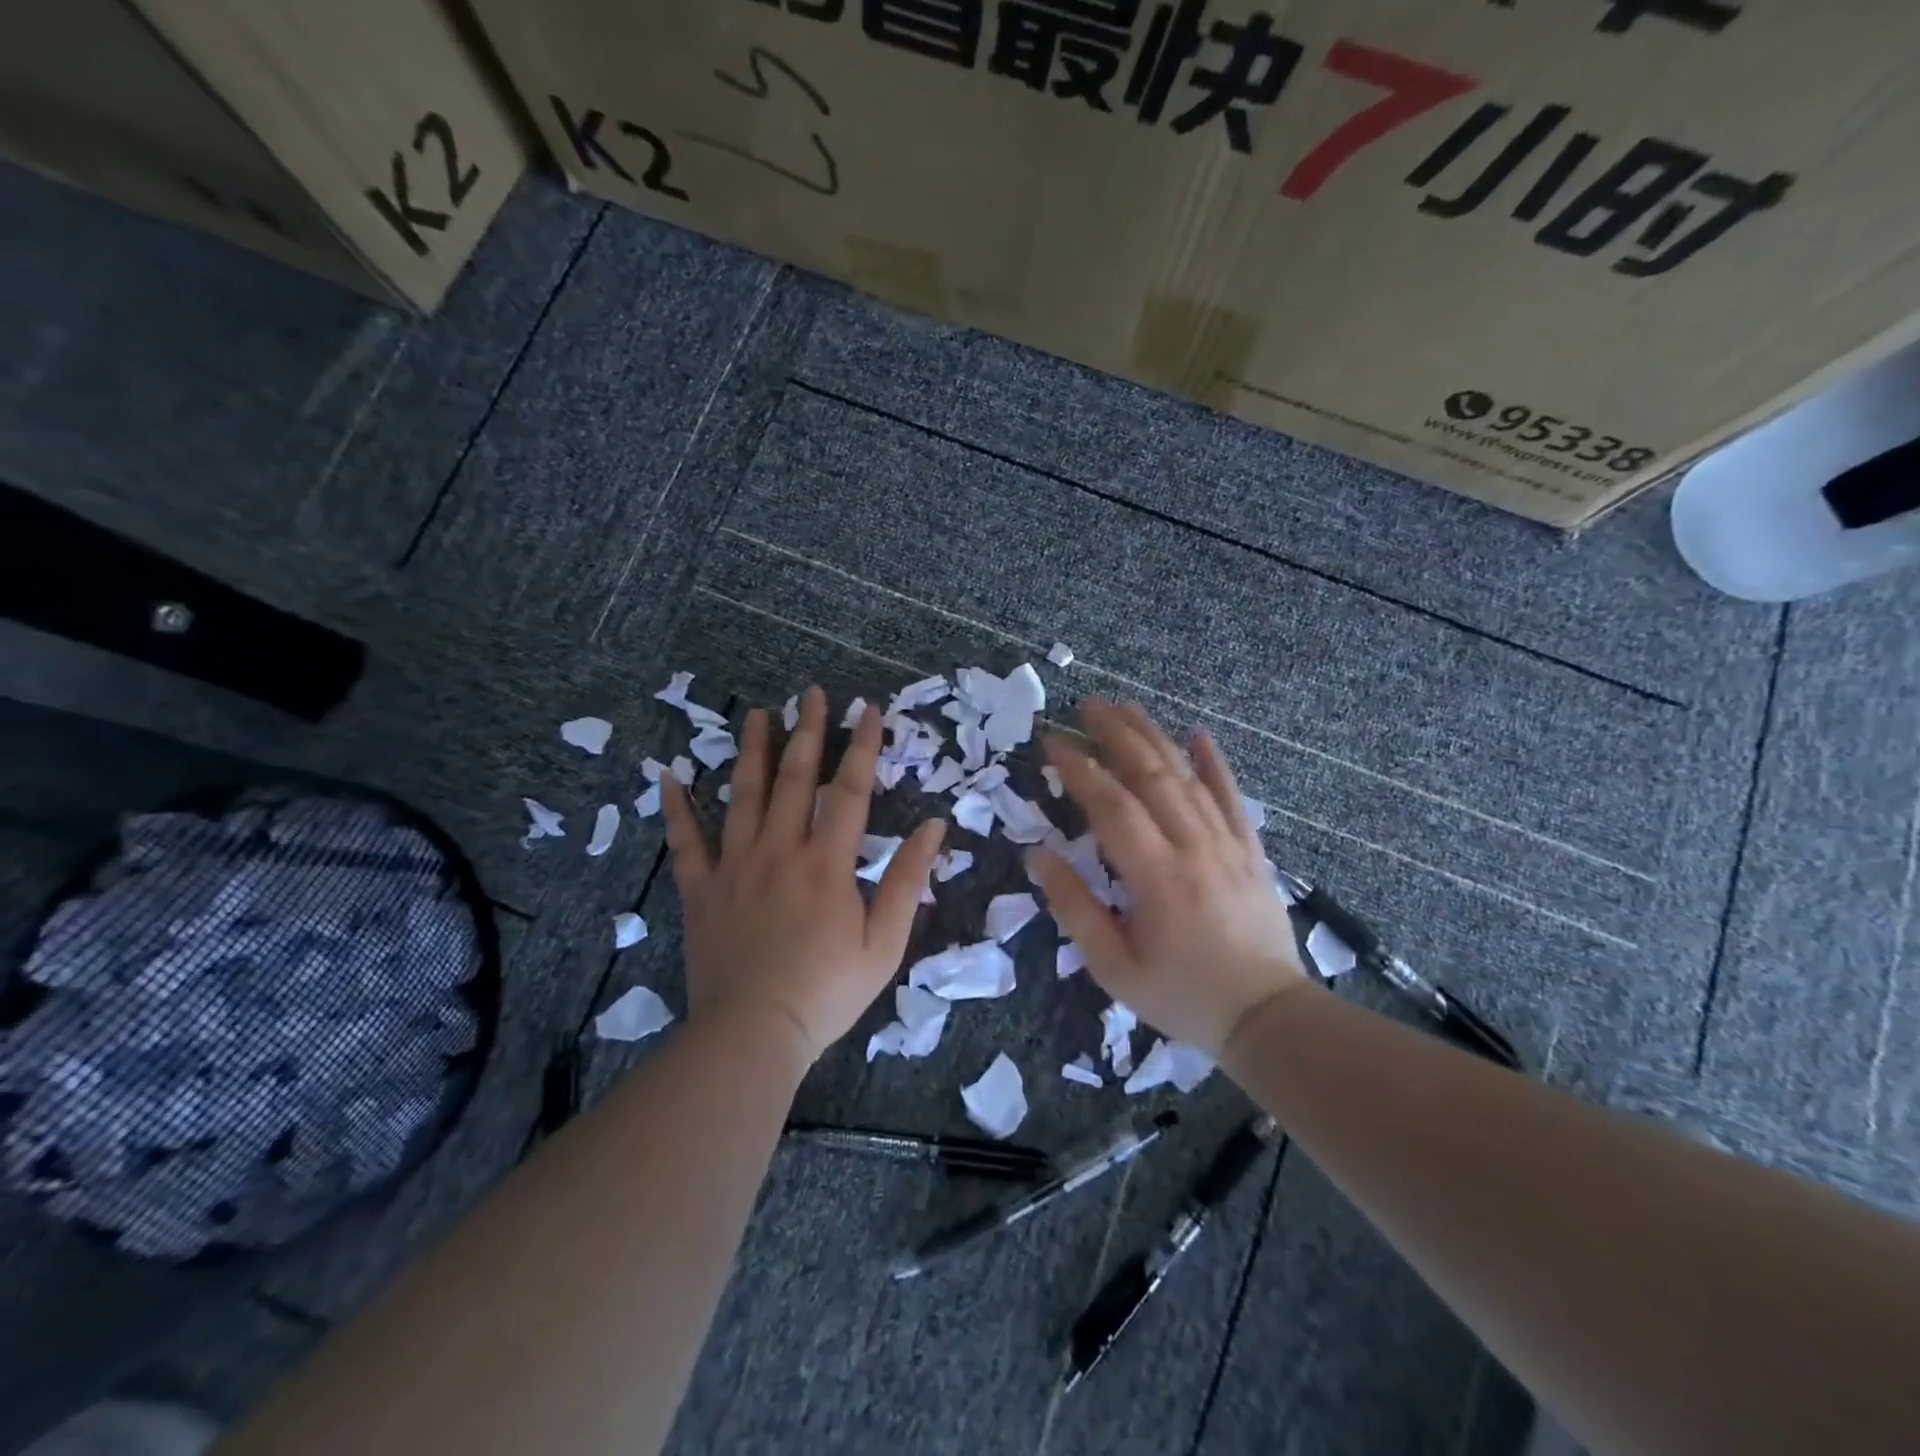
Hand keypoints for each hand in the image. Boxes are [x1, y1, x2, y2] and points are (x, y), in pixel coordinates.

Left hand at [661, 685, 944, 1064]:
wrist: (753, 1034)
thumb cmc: (827, 992)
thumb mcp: (885, 943)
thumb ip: (908, 881)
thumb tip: (933, 828)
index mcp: (827, 863)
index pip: (849, 790)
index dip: (862, 746)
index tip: (868, 709)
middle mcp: (780, 850)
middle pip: (794, 779)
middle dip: (807, 732)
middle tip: (811, 693)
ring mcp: (735, 866)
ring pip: (742, 795)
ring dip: (752, 750)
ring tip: (757, 713)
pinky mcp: (701, 890)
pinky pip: (686, 841)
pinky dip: (678, 807)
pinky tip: (670, 775)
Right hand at [1029, 701, 1311, 1056]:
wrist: (1267, 1017)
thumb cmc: (1182, 995)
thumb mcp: (1114, 967)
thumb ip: (1074, 908)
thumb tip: (1039, 855)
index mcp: (1156, 876)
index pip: (1110, 805)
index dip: (1079, 768)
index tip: (1053, 741)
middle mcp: (1193, 847)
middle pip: (1151, 775)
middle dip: (1115, 735)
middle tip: (1086, 705)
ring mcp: (1228, 844)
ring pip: (1187, 777)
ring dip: (1155, 738)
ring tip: (1126, 708)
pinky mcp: (1251, 850)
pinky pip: (1232, 797)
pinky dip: (1216, 763)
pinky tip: (1200, 735)